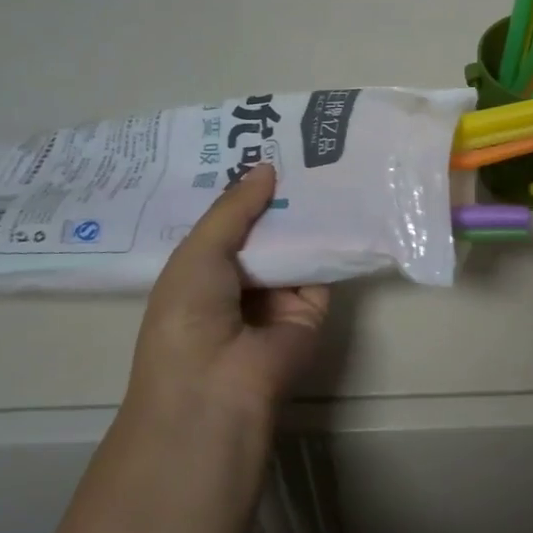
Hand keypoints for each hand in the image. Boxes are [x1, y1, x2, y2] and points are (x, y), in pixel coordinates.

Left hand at [126, 164, 329, 422]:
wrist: (218, 384)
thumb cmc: (188, 315)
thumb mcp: (199, 252)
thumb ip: (233, 209)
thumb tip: (266, 167)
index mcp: (201, 271)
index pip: (226, 224)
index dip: (241, 191)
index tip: (261, 148)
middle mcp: (240, 282)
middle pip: (264, 231)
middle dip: (278, 196)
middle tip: (301, 148)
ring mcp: (277, 296)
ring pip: (296, 246)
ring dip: (307, 213)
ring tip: (327, 162)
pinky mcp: (312, 308)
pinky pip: (323, 267)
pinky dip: (332, 240)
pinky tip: (344, 200)